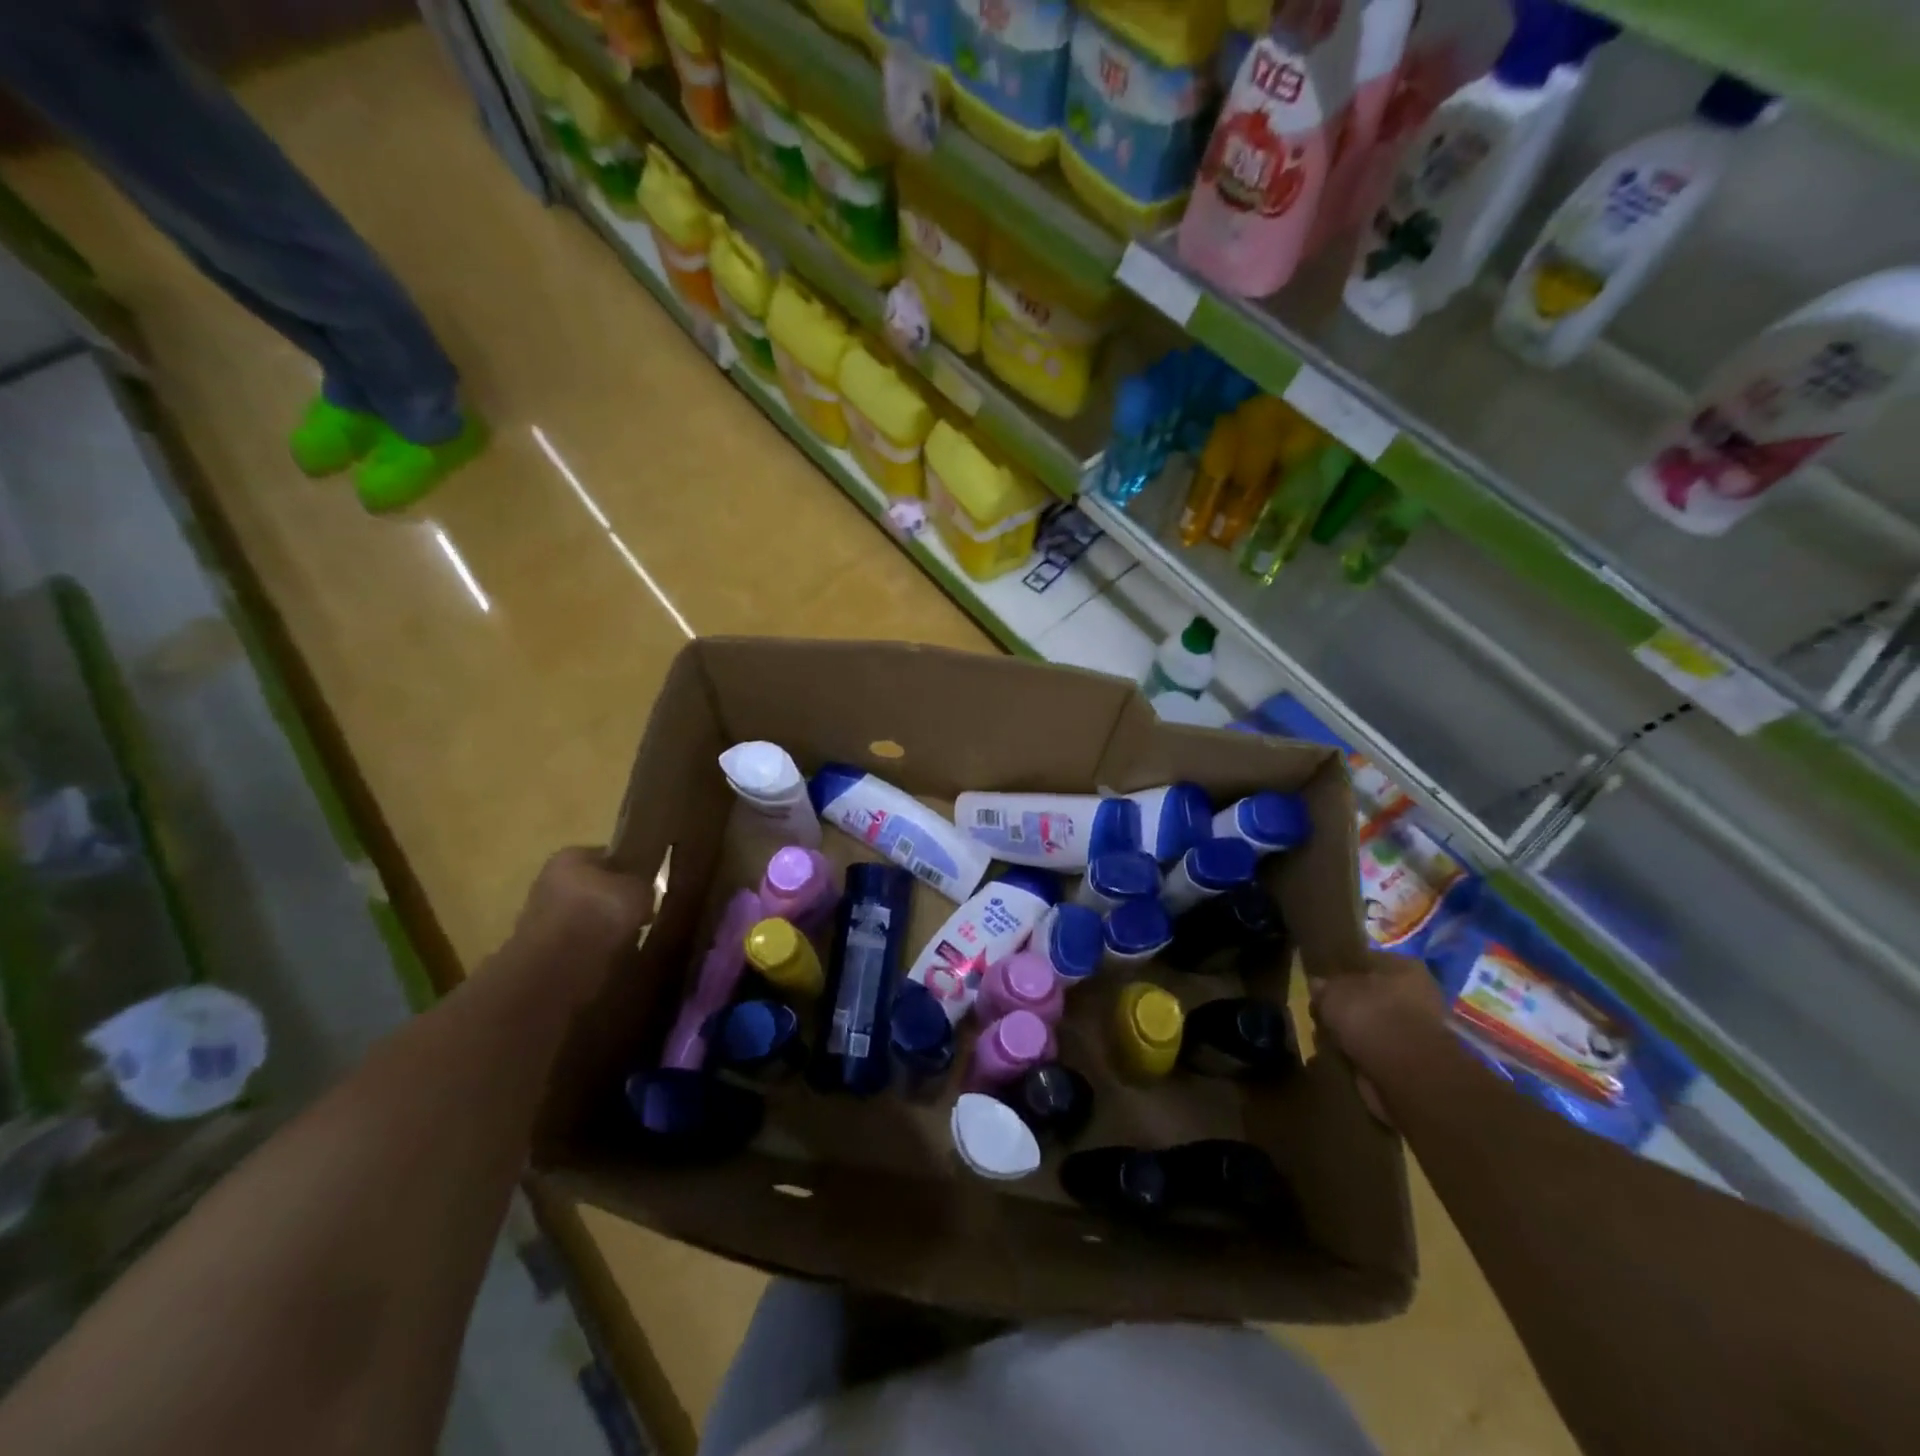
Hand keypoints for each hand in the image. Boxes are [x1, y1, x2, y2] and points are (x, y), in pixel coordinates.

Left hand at [509, 847, 654, 975]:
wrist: (561, 966)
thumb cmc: (602, 912)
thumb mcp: (640, 888)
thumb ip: (643, 884)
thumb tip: (642, 892)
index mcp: (570, 857)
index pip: (606, 856)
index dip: (629, 870)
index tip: (646, 887)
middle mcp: (549, 880)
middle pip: (593, 887)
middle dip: (614, 901)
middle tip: (640, 914)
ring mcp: (540, 917)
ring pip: (585, 916)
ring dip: (603, 927)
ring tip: (627, 938)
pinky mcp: (540, 949)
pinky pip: (577, 942)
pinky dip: (593, 948)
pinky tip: (610, 956)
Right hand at [1309, 952, 1445, 1119]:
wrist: (1405, 1071)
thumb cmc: (1369, 1016)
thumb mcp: (1332, 992)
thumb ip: (1323, 985)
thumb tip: (1317, 984)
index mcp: (1403, 966)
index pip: (1366, 961)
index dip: (1342, 972)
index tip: (1323, 985)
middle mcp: (1419, 992)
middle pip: (1374, 994)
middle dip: (1351, 1005)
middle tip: (1325, 1014)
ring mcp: (1422, 1028)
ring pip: (1378, 1023)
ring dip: (1358, 1031)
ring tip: (1332, 1039)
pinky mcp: (1419, 1059)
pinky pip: (1383, 1049)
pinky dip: (1366, 1053)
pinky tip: (1348, 1057)